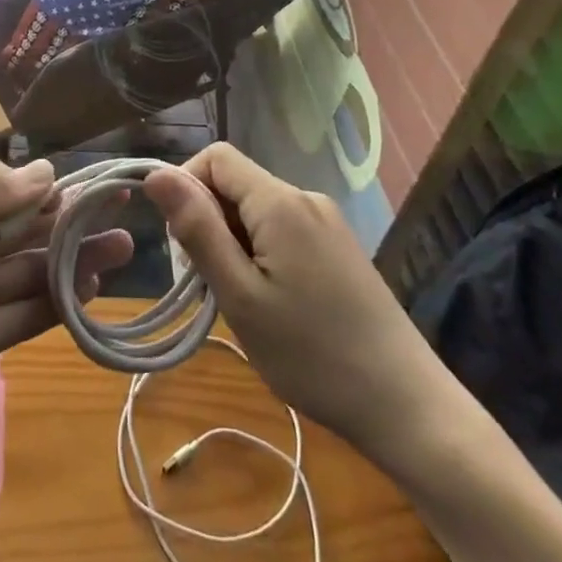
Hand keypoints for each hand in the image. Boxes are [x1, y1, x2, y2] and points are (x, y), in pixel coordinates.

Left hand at [0, 157, 133, 470]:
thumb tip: (48, 170)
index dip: (32, 180)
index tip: (73, 185)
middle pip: (20, 223)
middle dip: (66, 215)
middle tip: (120, 207)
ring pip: (30, 268)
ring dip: (74, 258)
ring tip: (123, 248)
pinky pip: (24, 314)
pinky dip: (58, 303)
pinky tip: (94, 292)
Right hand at [145, 143, 449, 460]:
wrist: (406, 405)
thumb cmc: (313, 354)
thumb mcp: (240, 296)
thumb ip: (197, 229)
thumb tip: (155, 174)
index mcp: (280, 202)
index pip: (215, 157)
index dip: (186, 187)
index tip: (182, 244)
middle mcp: (306, 198)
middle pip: (237, 184)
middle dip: (210, 222)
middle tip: (211, 284)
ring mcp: (327, 222)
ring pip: (257, 210)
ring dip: (234, 243)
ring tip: (242, 302)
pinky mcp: (339, 247)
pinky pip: (283, 229)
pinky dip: (261, 253)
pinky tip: (272, 302)